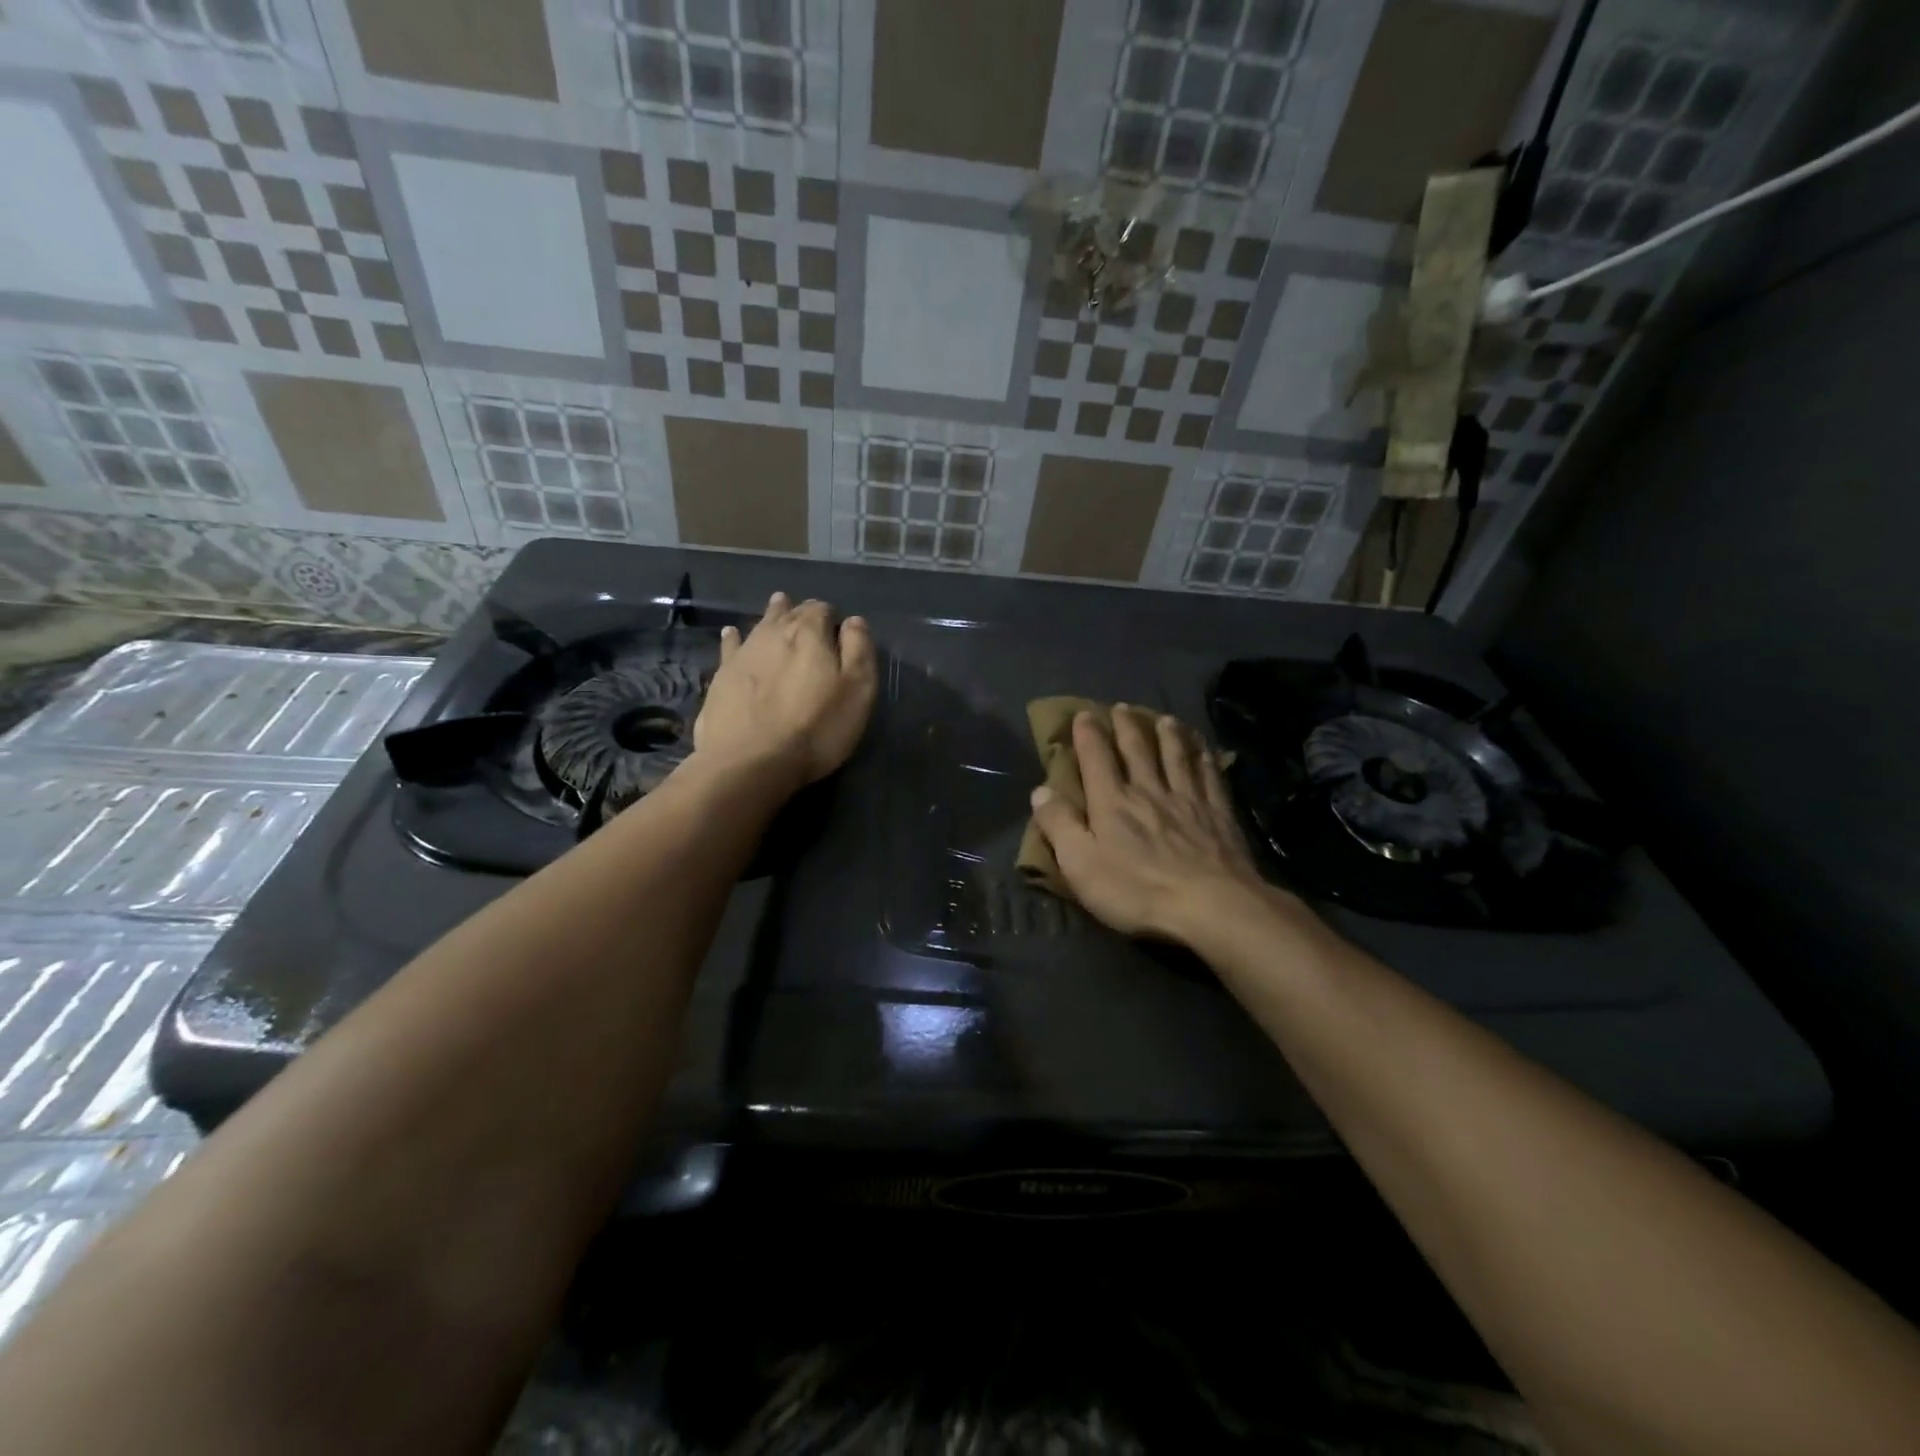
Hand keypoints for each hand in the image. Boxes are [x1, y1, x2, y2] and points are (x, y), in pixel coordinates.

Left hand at [693, 593, 876, 789]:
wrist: (750, 762)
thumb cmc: (816, 728)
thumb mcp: (857, 691)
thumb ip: (859, 650)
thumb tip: (854, 621)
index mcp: (809, 633)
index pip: (824, 609)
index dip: (833, 618)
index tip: (839, 635)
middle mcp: (773, 632)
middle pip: (790, 611)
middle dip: (802, 612)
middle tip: (809, 619)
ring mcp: (743, 652)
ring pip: (761, 624)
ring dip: (772, 616)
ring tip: (778, 608)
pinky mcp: (721, 676)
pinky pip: (730, 645)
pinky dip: (734, 637)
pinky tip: (732, 634)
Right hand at [1029, 707, 1277, 943]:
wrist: (1211, 906)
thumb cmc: (1137, 890)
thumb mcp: (1081, 864)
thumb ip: (1059, 825)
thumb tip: (1040, 790)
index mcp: (1112, 801)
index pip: (1096, 757)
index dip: (1088, 734)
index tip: (1084, 714)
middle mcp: (1149, 790)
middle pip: (1137, 749)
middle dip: (1127, 725)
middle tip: (1122, 707)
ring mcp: (1188, 800)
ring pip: (1176, 756)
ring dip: (1168, 734)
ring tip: (1165, 718)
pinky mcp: (1219, 815)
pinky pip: (1210, 777)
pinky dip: (1204, 759)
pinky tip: (1204, 751)